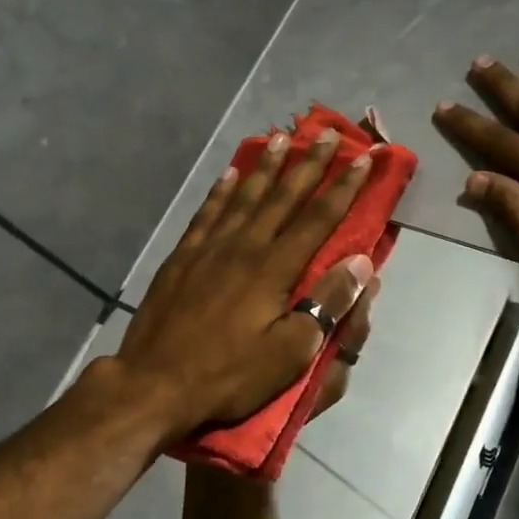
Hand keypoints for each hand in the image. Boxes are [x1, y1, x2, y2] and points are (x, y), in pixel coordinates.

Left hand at [112, 129, 374, 446]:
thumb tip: (361, 262)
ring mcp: (208, 248)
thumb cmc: (228, 375)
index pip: (318, 219)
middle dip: (310, 164)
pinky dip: (221, 191)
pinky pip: (206, 213)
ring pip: (244, 196)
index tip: (365, 160)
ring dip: (266, 167)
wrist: (154, 384)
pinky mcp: (182, 257)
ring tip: (281, 140)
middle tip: (329, 135)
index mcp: (274, 269)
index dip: (344, 188)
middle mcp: (244, 246)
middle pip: (283, 197)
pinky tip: (229, 175)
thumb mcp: (289, 353)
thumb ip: (326, 305)